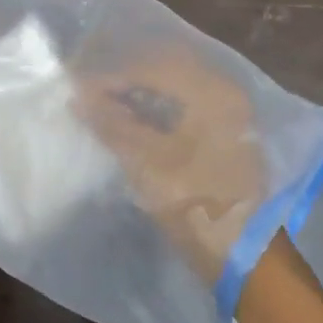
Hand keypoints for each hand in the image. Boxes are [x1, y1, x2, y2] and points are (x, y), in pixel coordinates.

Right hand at [77, 49, 264, 282]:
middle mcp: (228, 93)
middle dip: (127, 80)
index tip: (79, 89)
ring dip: (142, 94)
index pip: (155, 67)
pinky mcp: (227, 133)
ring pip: (177, 89)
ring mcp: (232, 114)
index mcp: (214, 93)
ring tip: (106, 107)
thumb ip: (112, 124)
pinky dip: (159, 109)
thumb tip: (79, 96)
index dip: (113, 76)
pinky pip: (187, 107)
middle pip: (168, 71)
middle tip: (91, 94)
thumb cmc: (196, 205)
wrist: (244, 255)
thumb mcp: (147, 163)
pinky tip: (134, 121)